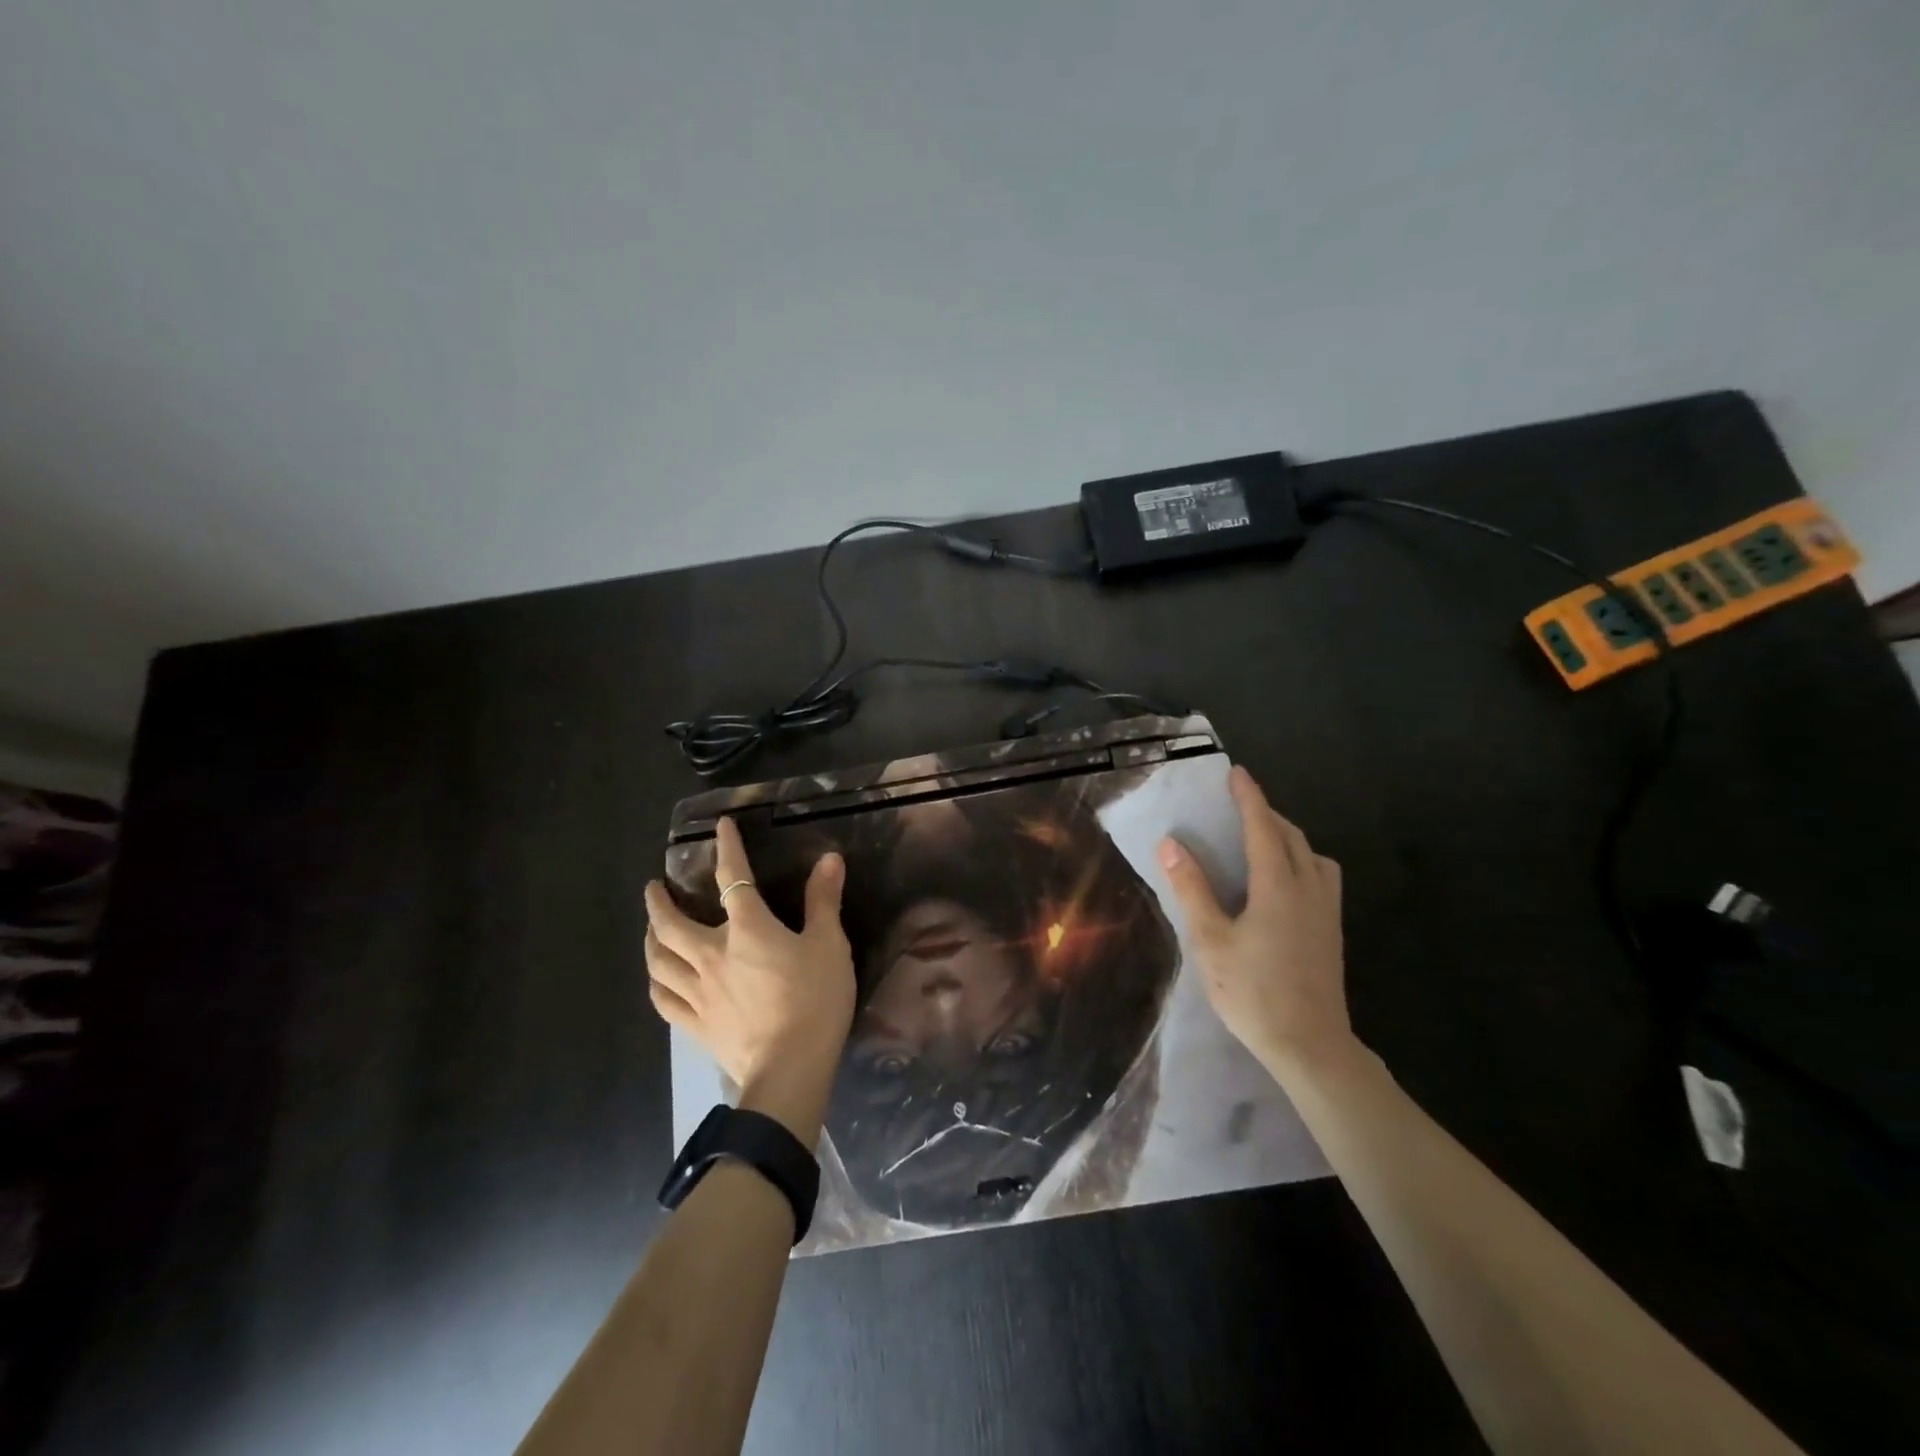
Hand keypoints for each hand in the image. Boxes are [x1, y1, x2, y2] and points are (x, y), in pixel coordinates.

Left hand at [645, 818, 855, 1142]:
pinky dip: (657, 982)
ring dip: (650, 938)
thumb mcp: (829, 945)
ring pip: (658, 960)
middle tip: (654, 887)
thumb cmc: (815, 1001)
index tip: (720, 827)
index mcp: (747, 929)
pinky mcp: (694, 1024)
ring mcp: (697, 992)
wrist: (790, 1069)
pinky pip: (664, 998)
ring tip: (651, 928)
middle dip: (659, 902)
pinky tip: (659, 979)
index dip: (727, 848)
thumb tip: (828, 859)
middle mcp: (711, 954)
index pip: (733, 877)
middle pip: (671, 923)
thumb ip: (823, 901)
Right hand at [1157, 764, 1354, 1075]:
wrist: (1311, 1046)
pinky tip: (1283, 883)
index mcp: (1278, 886)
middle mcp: (1308, 889)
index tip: (1237, 773)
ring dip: (1288, 837)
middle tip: (1239, 805)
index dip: (1249, 798)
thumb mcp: (1210, 941)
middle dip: (1266, 814)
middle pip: (1291, 836)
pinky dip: (1301, 861)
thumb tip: (1171, 844)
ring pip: (1312, 856)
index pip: (1262, 828)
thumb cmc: (1253, 993)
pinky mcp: (1332, 931)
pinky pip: (1321, 876)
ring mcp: (1326, 911)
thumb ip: (1192, 889)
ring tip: (1262, 841)